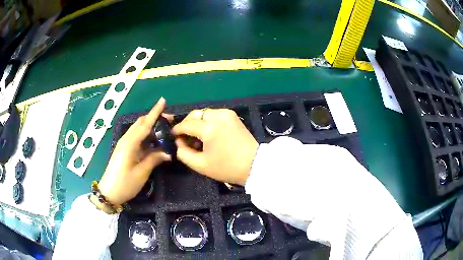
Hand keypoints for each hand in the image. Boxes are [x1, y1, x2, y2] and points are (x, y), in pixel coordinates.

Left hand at [97, 98, 170, 205]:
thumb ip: (154, 160)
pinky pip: (136, 138)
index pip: (145, 124)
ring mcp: (124, 145)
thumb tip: (167, 153)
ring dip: (150, 128)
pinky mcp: (123, 150)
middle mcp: (126, 140)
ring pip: (138, 130)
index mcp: (130, 144)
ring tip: (164, 131)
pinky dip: (145, 137)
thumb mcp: (141, 173)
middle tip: (170, 121)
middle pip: (140, 124)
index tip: (163, 100)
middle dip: (154, 118)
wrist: (108, 193)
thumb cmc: (125, 184)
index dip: (155, 112)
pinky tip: (153, 142)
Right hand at [172, 109, 258, 185]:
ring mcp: (227, 113)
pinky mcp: (233, 115)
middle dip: (187, 123)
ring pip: (204, 112)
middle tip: (184, 136)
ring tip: (197, 136)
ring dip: (197, 121)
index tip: (173, 136)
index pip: (186, 125)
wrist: (254, 165)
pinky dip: (207, 120)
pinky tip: (208, 132)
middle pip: (194, 114)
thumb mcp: (200, 165)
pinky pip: (214, 114)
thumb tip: (179, 142)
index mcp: (209, 128)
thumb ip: (183, 153)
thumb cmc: (227, 168)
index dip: (177, 130)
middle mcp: (217, 115)